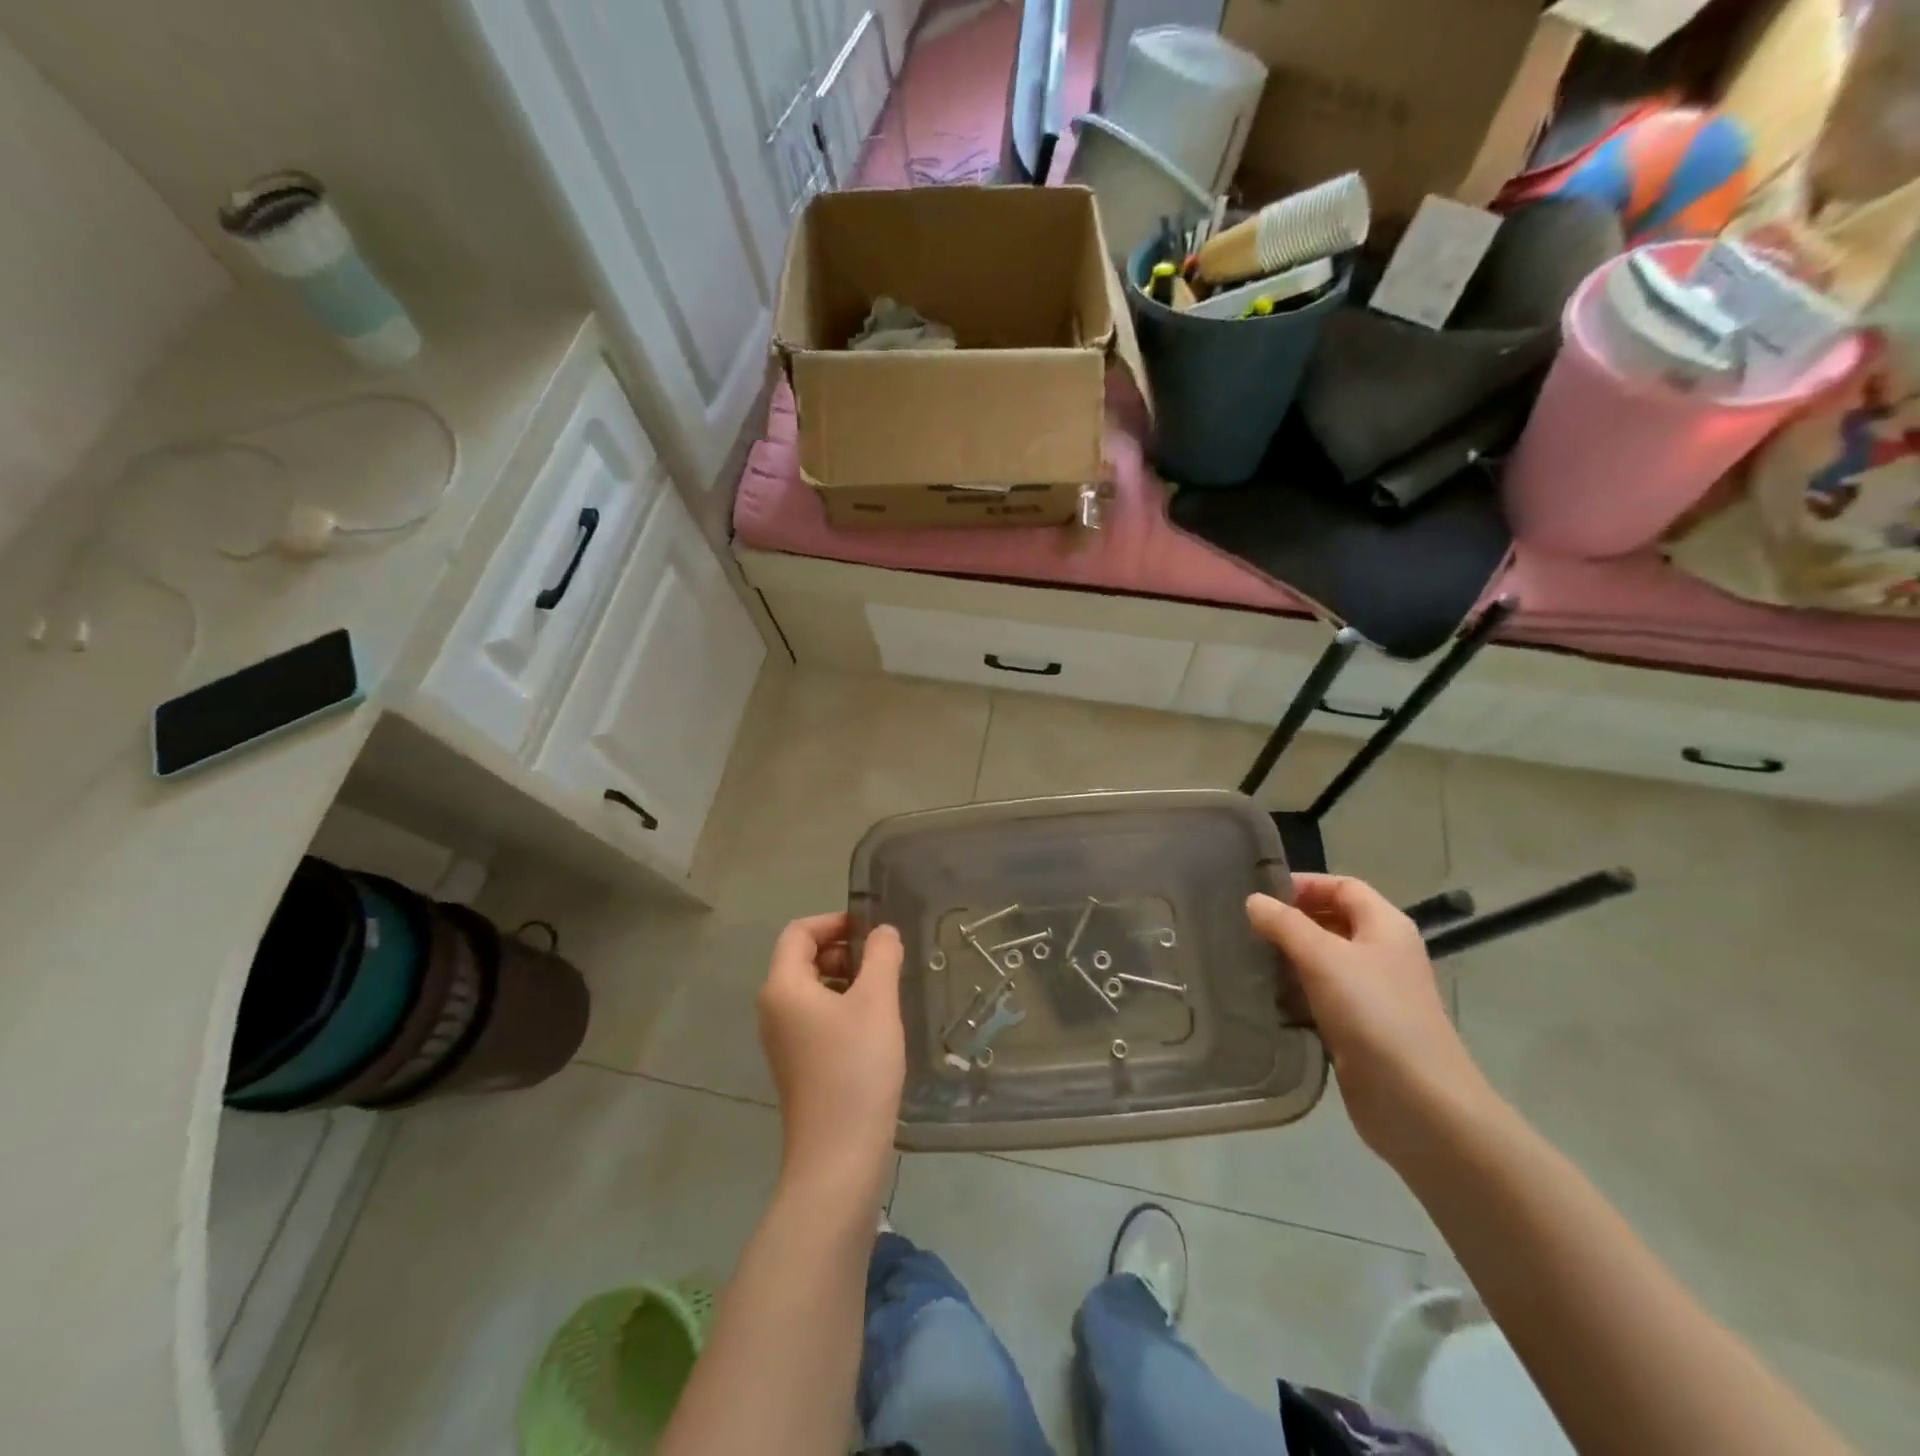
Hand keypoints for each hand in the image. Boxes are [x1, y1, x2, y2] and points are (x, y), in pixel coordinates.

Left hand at [757, 914, 904, 1186]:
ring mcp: (783, 1040)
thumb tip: (882, 932)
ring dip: (847, 980)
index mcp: (783, 987)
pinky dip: (842, 1008)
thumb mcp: (876, 1002)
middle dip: (843, 951)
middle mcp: (774, 1009)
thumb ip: (881, 956)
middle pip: (803, 959)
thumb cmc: (856, 1067)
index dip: (834, 921)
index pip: (799, 932)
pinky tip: (874, 1027)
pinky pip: (816, 1017)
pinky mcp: (797, 1064)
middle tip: (883, 962)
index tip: (872, 930)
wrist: (839, 1155)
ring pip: (812, 989)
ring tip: (884, 993)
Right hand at [1247, 876, 1491, 1166]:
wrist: (1418, 1102)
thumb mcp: (1323, 957)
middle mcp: (1382, 953)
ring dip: (1288, 958)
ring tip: (1246, 959)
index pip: (1342, 886)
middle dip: (1290, 921)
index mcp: (1385, 926)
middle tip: (1244, 927)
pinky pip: (1320, 997)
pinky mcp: (1358, 1028)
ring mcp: (1372, 993)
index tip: (1259, 896)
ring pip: (1323, 961)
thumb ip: (1285, 924)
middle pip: (1332, 921)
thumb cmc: (1374, 1014)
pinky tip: (1265, 997)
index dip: (1303, 885)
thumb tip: (1254, 901)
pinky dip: (1295, 992)